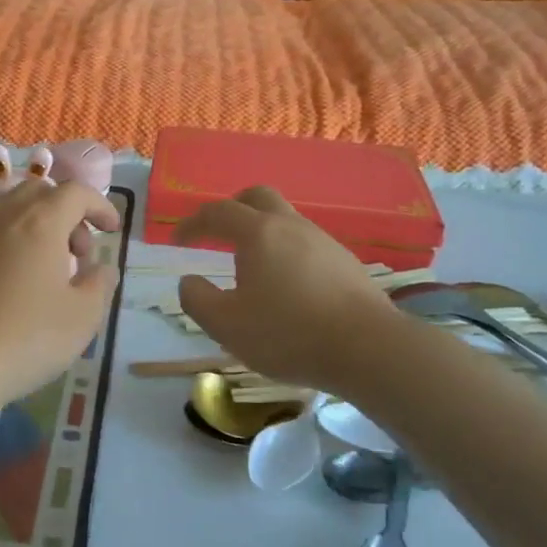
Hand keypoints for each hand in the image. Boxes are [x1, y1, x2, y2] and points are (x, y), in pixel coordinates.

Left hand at [0, 180, 120, 413]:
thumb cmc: (23, 339)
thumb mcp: (82, 319)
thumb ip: (99, 286)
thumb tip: (101, 269)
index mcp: (40, 221)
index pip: (76, 193)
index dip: (99, 206)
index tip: (111, 229)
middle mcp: (1, 215)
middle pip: (37, 191)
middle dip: (65, 212)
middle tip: (76, 253)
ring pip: (4, 205)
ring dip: (30, 222)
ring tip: (39, 260)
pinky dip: (1, 242)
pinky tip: (2, 281)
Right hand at [176, 187, 395, 392]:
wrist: (369, 349)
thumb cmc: (288, 334)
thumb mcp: (226, 325)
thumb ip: (197, 299)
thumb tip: (189, 281)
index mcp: (258, 233)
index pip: (217, 212)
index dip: (192, 223)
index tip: (177, 240)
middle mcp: (291, 226)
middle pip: (258, 197)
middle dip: (233, 208)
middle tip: (218, 232)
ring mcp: (324, 242)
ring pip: (286, 221)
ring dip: (263, 232)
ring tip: (252, 266)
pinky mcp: (346, 263)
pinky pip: (307, 245)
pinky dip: (287, 253)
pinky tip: (288, 286)